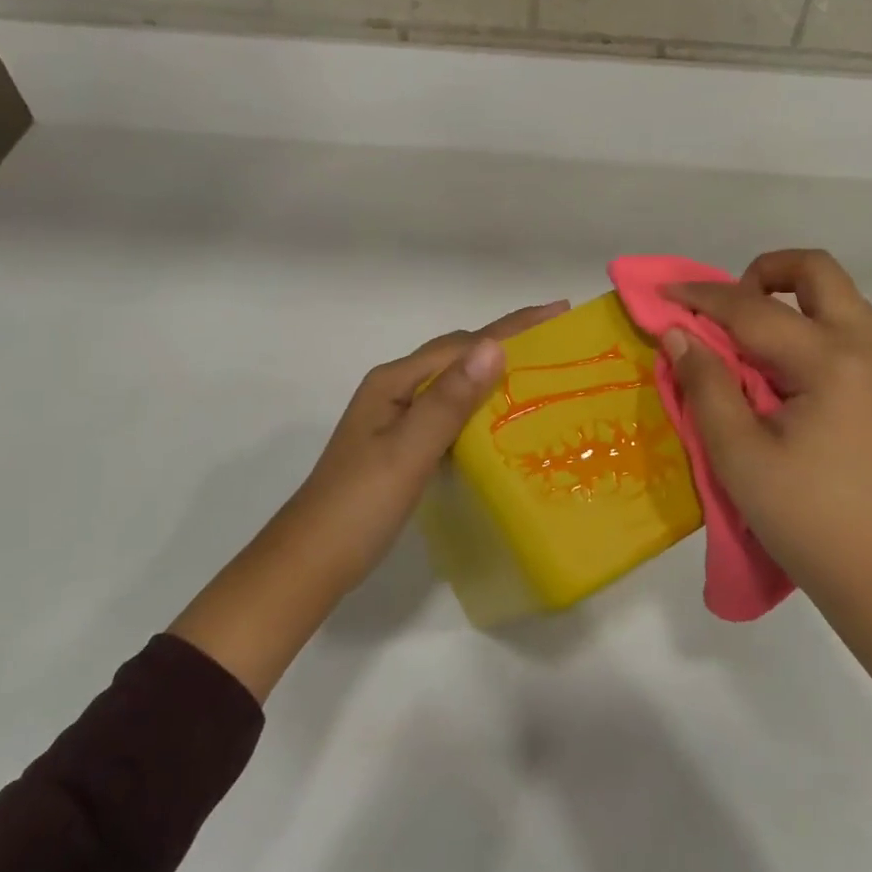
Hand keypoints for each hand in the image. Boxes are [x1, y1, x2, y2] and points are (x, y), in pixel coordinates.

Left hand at [171, 300, 567, 699]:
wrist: (312, 561)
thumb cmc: (360, 504)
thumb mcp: (409, 450)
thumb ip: (450, 400)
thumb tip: (494, 346)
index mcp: (395, 381)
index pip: (463, 344)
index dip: (512, 326)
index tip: (558, 310)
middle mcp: (396, 389)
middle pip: (459, 355)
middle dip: (508, 342)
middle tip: (558, 341)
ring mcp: (397, 417)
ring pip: (456, 384)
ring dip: (496, 374)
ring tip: (541, 374)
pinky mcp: (403, 444)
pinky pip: (450, 413)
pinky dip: (480, 408)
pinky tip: (503, 421)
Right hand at [665, 250, 871, 730]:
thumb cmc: (811, 521)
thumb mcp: (740, 457)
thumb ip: (706, 386)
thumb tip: (679, 335)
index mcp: (831, 360)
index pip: (753, 308)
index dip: (701, 297)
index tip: (663, 294)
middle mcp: (871, 348)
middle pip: (817, 271)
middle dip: (764, 273)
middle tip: (727, 312)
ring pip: (842, 301)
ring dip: (793, 303)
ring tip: (753, 350)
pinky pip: (856, 336)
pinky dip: (815, 333)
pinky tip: (793, 387)